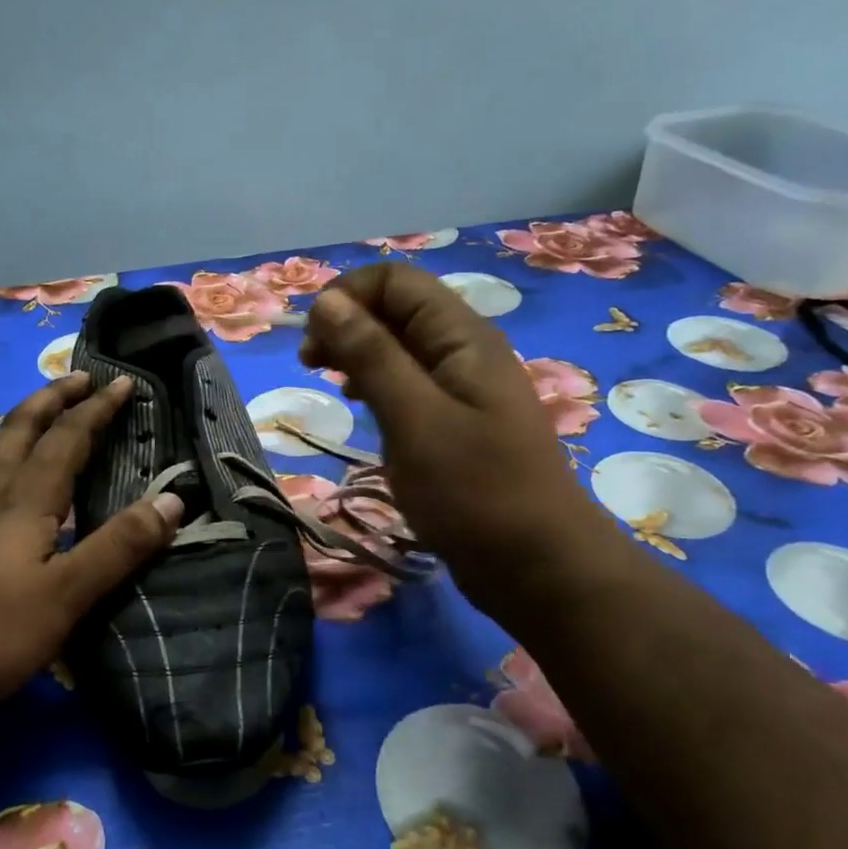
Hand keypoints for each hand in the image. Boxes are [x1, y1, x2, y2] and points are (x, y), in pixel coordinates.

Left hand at [0, 371, 182, 725]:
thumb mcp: (72, 594)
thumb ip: (122, 545)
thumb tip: (173, 500)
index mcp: (25, 502)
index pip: (67, 439)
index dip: (96, 408)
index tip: (122, 381)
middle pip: (18, 433)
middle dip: (50, 401)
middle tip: (76, 379)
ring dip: (7, 429)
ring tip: (23, 421)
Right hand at [300, 262, 616, 611]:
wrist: (537, 566)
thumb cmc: (473, 490)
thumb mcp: (413, 418)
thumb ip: (371, 355)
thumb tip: (327, 302)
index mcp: (462, 337)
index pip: (396, 282)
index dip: (348, 295)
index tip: (311, 339)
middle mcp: (464, 351)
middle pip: (398, 309)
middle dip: (348, 323)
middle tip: (310, 363)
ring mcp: (462, 389)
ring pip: (401, 348)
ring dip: (358, 353)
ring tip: (328, 381)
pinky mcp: (456, 423)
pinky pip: (409, 384)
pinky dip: (377, 384)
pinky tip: (360, 405)